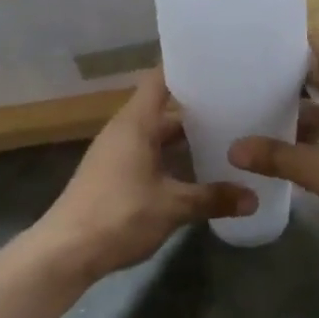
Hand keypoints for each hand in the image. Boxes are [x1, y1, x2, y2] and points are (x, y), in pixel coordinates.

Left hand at [29, 70, 255, 282]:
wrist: (65, 252)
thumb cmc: (119, 215)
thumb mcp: (173, 206)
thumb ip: (213, 198)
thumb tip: (253, 198)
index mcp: (135, 123)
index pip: (159, 79)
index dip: (185, 68)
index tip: (216, 65)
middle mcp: (123, 130)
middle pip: (163, 109)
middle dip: (197, 110)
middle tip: (236, 109)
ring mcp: (115, 153)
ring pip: (156, 135)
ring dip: (184, 139)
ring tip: (224, 140)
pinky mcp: (112, 175)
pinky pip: (147, 154)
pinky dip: (171, 158)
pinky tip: (195, 173)